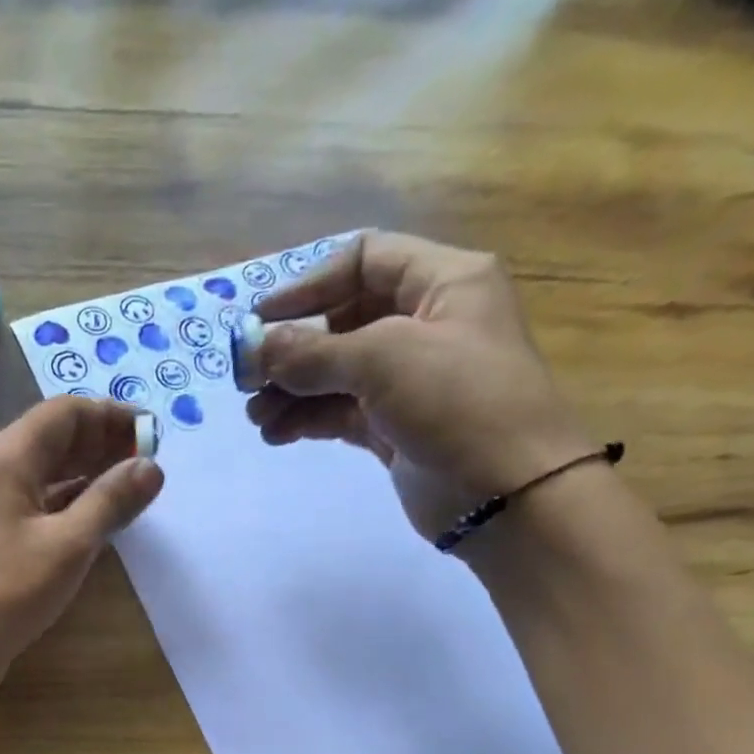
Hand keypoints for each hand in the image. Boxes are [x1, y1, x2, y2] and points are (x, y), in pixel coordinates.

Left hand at [0, 396, 163, 707]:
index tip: (153, 436)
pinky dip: (65, 502)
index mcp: (6, 457)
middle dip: (102, 443)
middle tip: (147, 463)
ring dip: (86, 473)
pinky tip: (92, 519)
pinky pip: (32, 503)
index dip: (112, 416)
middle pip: (52, 438)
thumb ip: (111, 501)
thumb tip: (151, 467)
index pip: (65, 412)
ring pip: (42, 472)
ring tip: (129, 487)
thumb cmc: (5, 593)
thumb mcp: (69, 545)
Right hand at [244, 231, 592, 548]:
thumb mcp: (384, 360)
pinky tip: (277, 434)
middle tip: (247, 379)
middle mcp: (425, 323)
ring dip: (290, 391)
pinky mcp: (393, 427)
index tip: (261, 319)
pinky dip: (306, 419)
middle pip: (341, 320)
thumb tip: (255, 348)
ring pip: (335, 372)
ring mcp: (409, 380)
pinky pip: (339, 412)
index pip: (364, 260)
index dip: (308, 284)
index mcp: (442, 282)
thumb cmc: (458, 403)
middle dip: (291, 349)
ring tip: (257, 418)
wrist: (507, 494)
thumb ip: (313, 353)